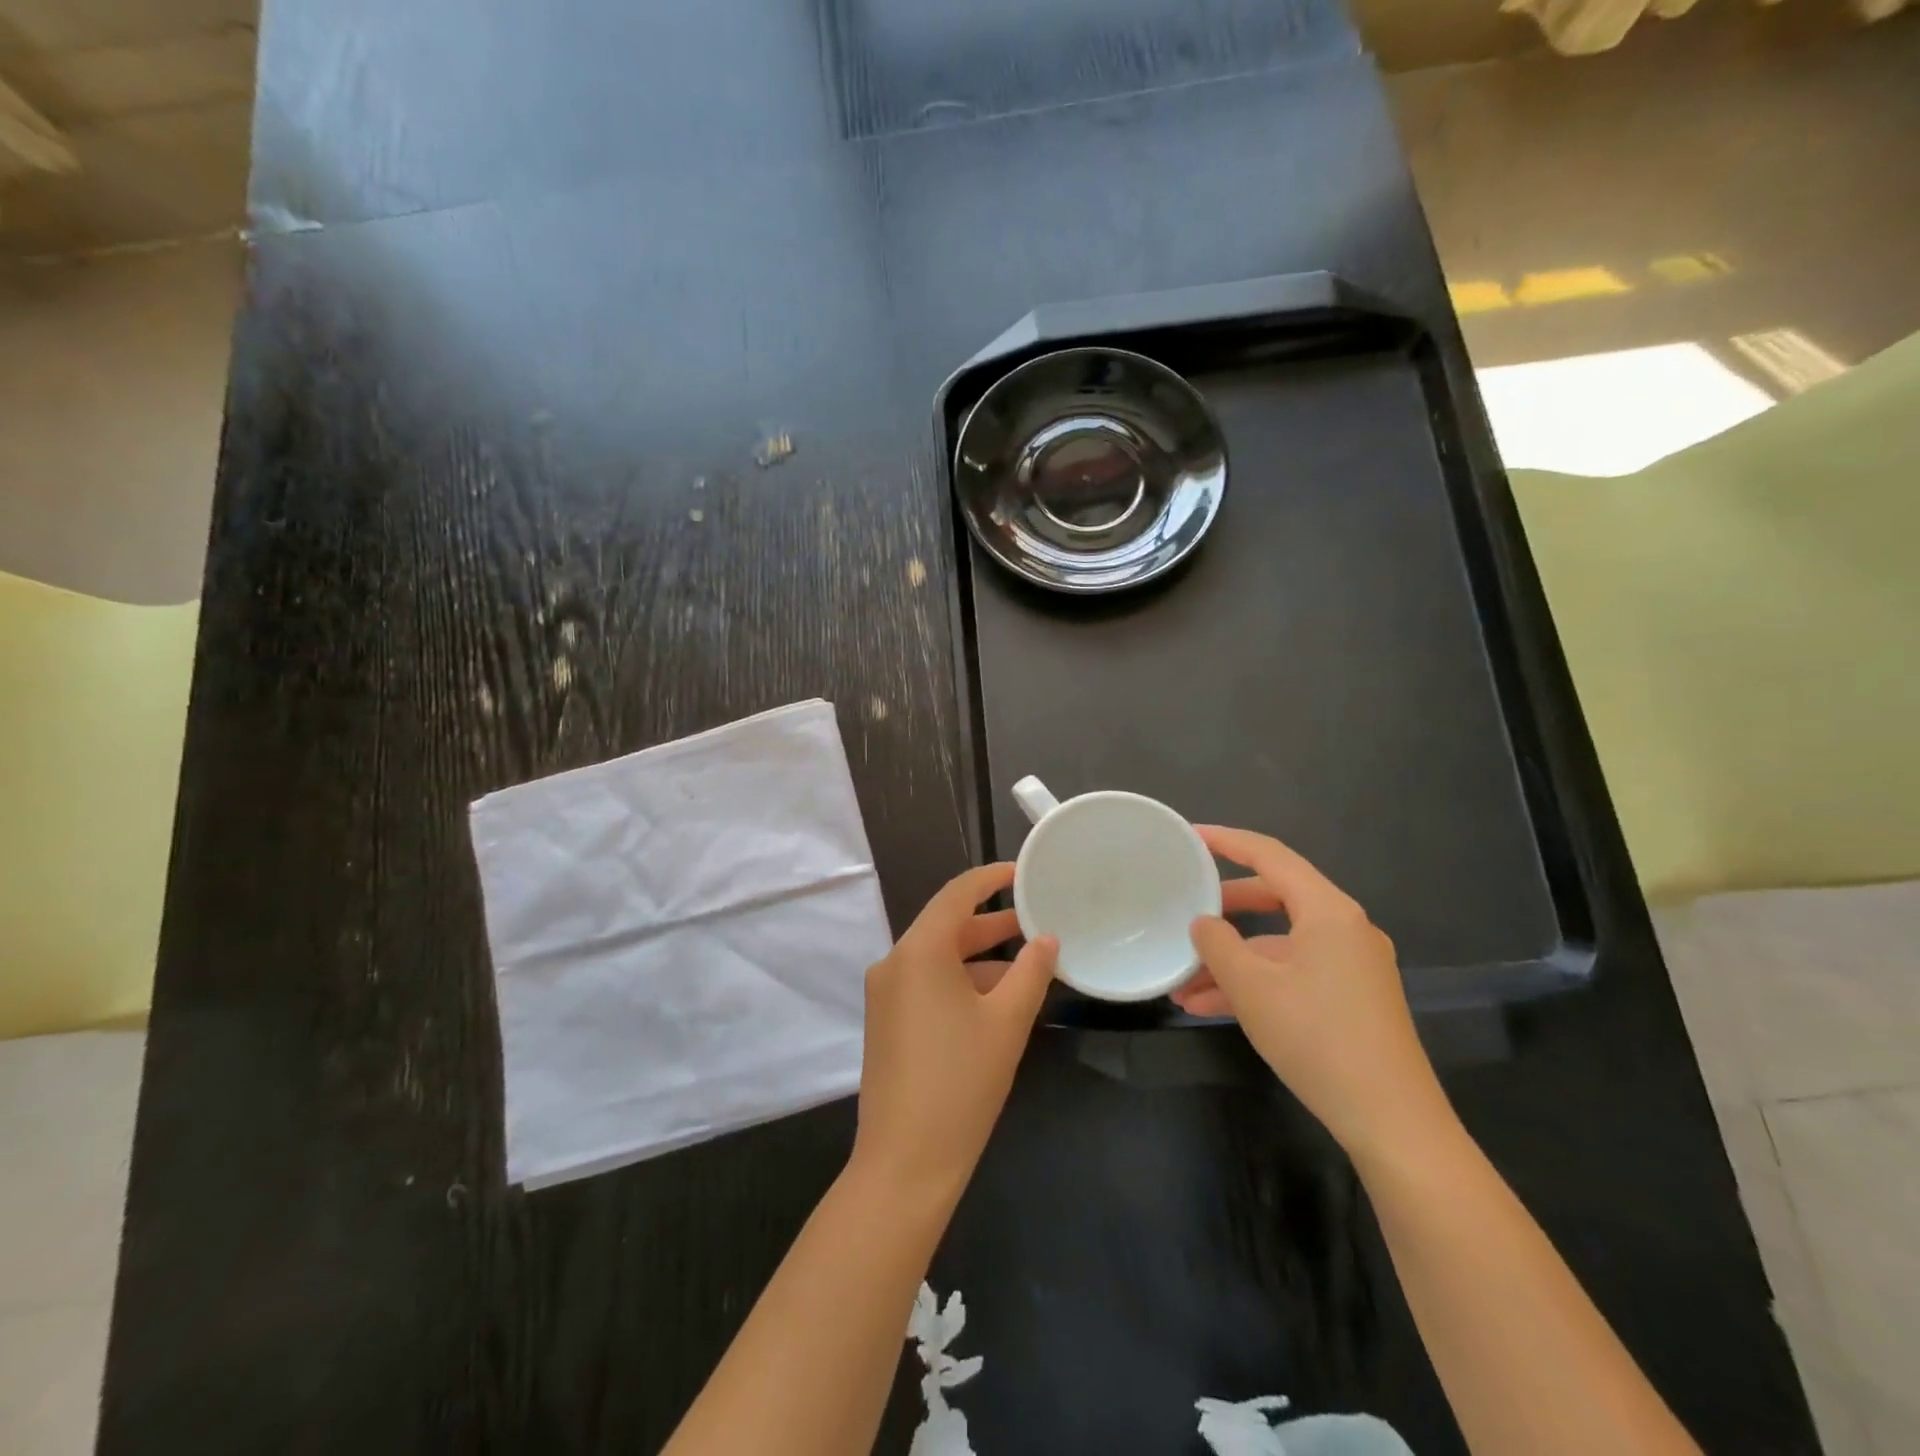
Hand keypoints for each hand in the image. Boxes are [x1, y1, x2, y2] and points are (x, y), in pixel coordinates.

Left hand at [853, 863, 1056, 1197]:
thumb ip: (1031, 972)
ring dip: (980, 957)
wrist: (905, 1162)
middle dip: (993, 923)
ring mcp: (886, 994)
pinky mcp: (886, 1021)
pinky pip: (927, 984)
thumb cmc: (961, 1082)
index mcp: (918, 951)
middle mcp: (894, 963)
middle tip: (1037, 919)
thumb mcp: (1007, 1023)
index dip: (991, 878)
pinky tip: (997, 1000)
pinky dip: (961, 982)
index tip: (1023, 872)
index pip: (956, 894)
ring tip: (1029, 964)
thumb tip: (1047, 939)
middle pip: (947, 926)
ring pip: (939, 958)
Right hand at [1174, 825, 1452, 1162]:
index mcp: (1329, 912)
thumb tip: (1203, 924)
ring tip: (1184, 983)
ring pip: (1279, 944)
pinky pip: (1293, 973)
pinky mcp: (1352, 998)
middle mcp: (1346, 929)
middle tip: (1185, 912)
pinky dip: (1256, 983)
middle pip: (1275, 898)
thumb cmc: (1318, 1040)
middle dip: (1225, 909)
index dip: (1227, 841)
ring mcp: (1352, 965)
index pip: (1271, 856)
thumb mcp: (1252, 988)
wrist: (1393, 1123)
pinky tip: (1211, 1008)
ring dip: (1233, 959)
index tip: (1191, 836)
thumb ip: (1218, 945)